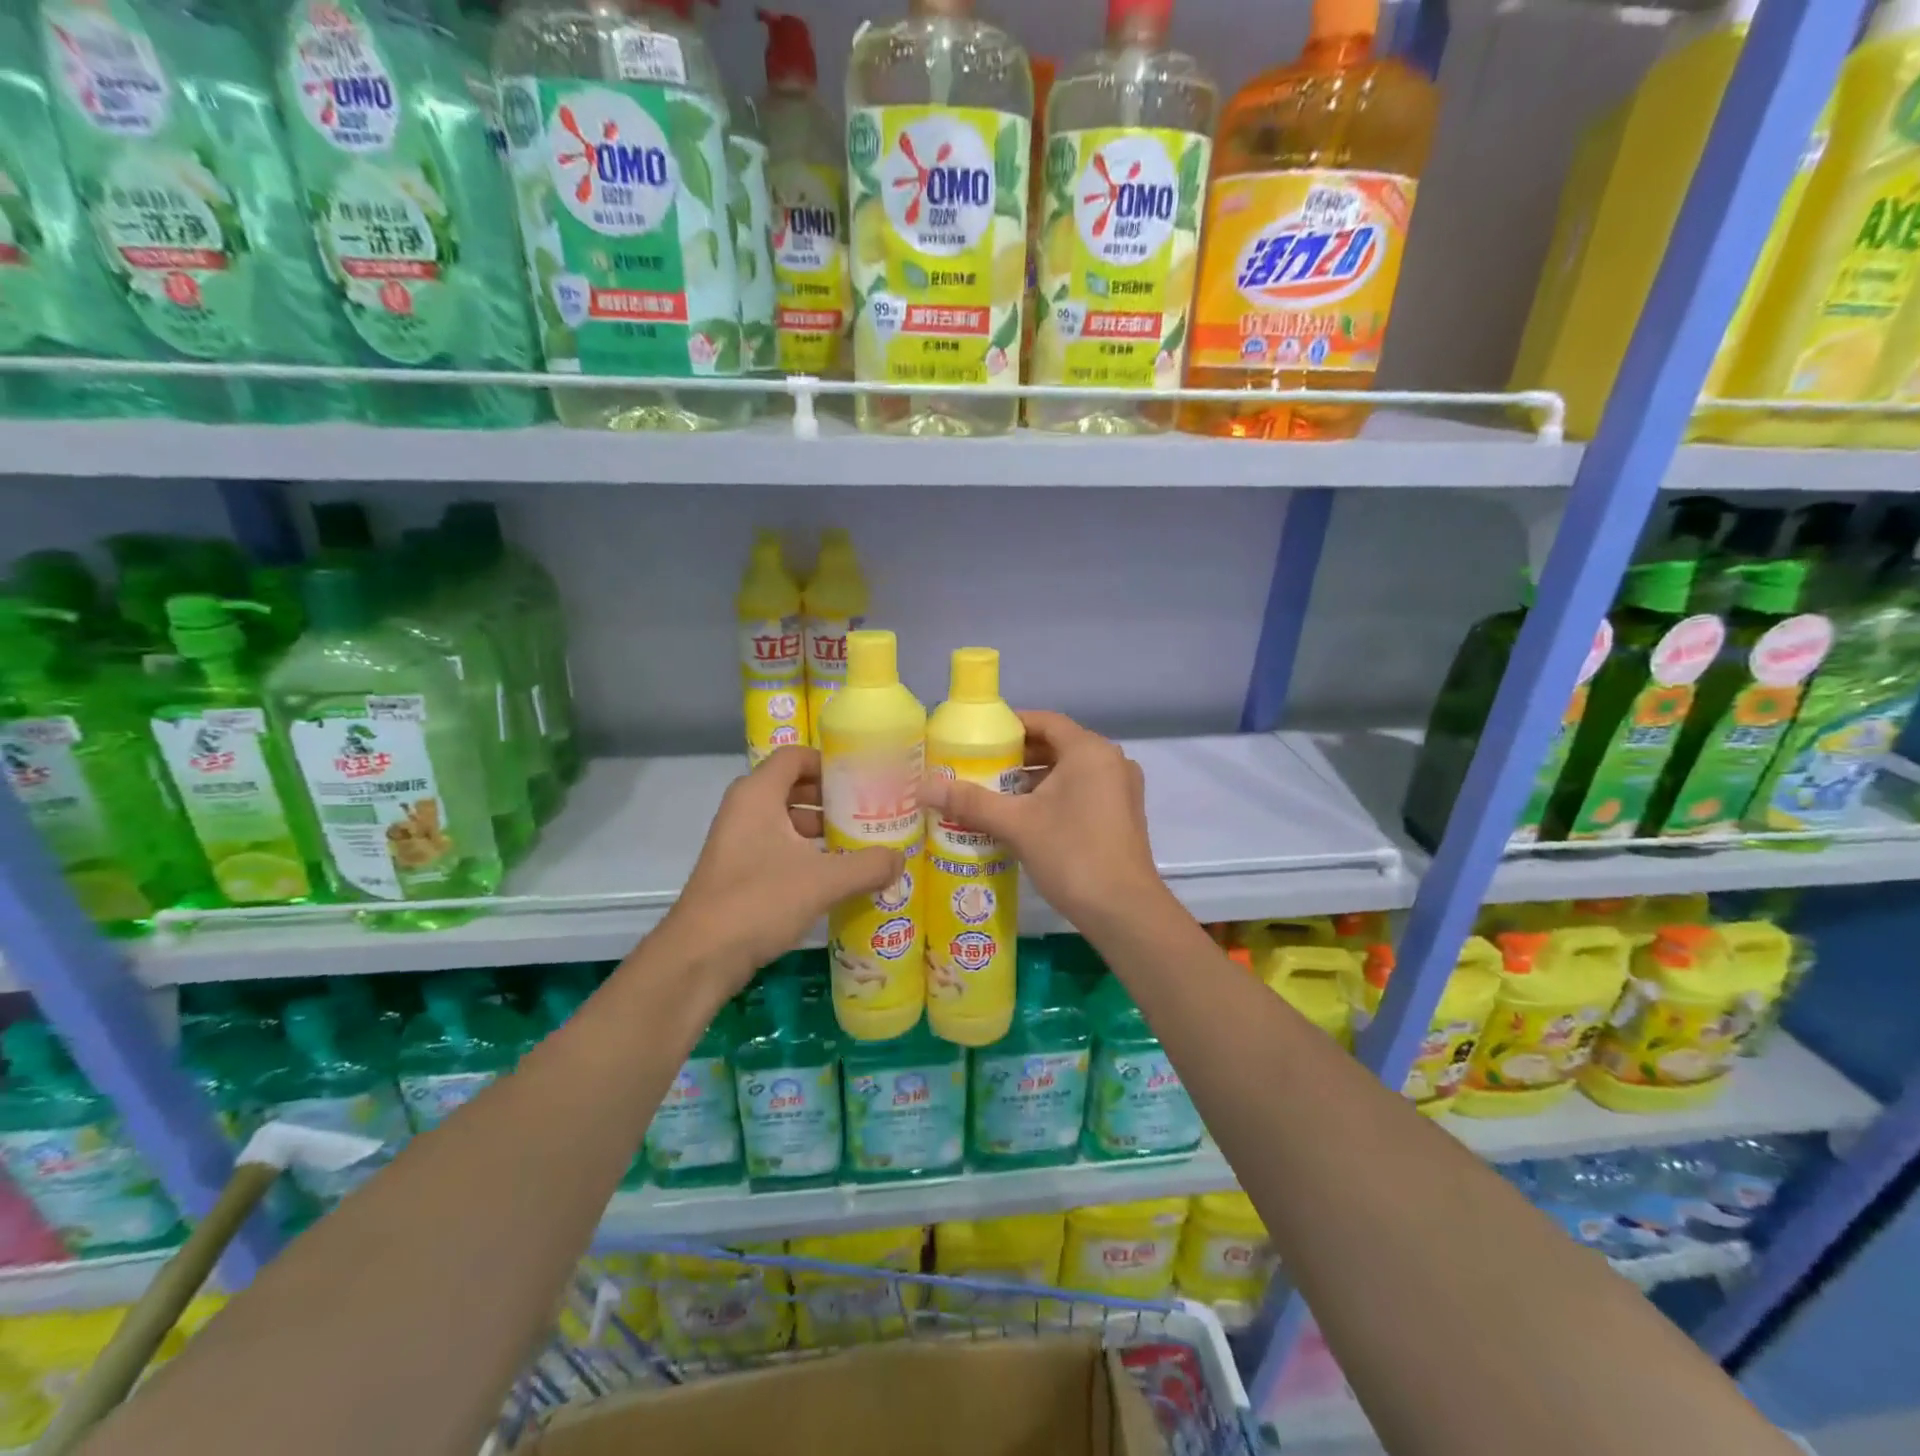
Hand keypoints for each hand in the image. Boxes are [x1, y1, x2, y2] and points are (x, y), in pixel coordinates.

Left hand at [655, 747, 902, 994]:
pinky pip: (778, 848)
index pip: (795, 756)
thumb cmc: (760, 901)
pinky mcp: (738, 871)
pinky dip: (806, 853)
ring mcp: (738, 841)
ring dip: (821, 829)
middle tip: (870, 810)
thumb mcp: (824, 881)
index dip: (829, 762)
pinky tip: (836, 875)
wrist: (701, 957)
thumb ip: (868, 865)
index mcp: (758, 795)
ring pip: (786, 821)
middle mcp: (744, 810)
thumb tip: (900, 859)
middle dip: (832, 798)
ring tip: (860, 842)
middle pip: (793, 787)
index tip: (863, 778)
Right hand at [921, 710, 1166, 930]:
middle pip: (1057, 745)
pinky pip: (1082, 791)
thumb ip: (970, 802)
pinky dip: (1054, 796)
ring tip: (994, 794)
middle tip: (979, 768)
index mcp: (1090, 751)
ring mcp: (1121, 790)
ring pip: (1070, 771)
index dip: (1011, 725)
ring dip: (1034, 779)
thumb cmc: (1072, 854)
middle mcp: (1111, 761)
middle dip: (1018, 756)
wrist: (1124, 911)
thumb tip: (924, 787)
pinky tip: (1024, 818)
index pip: (1045, 721)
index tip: (978, 738)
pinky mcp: (1122, 815)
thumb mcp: (1016, 824)